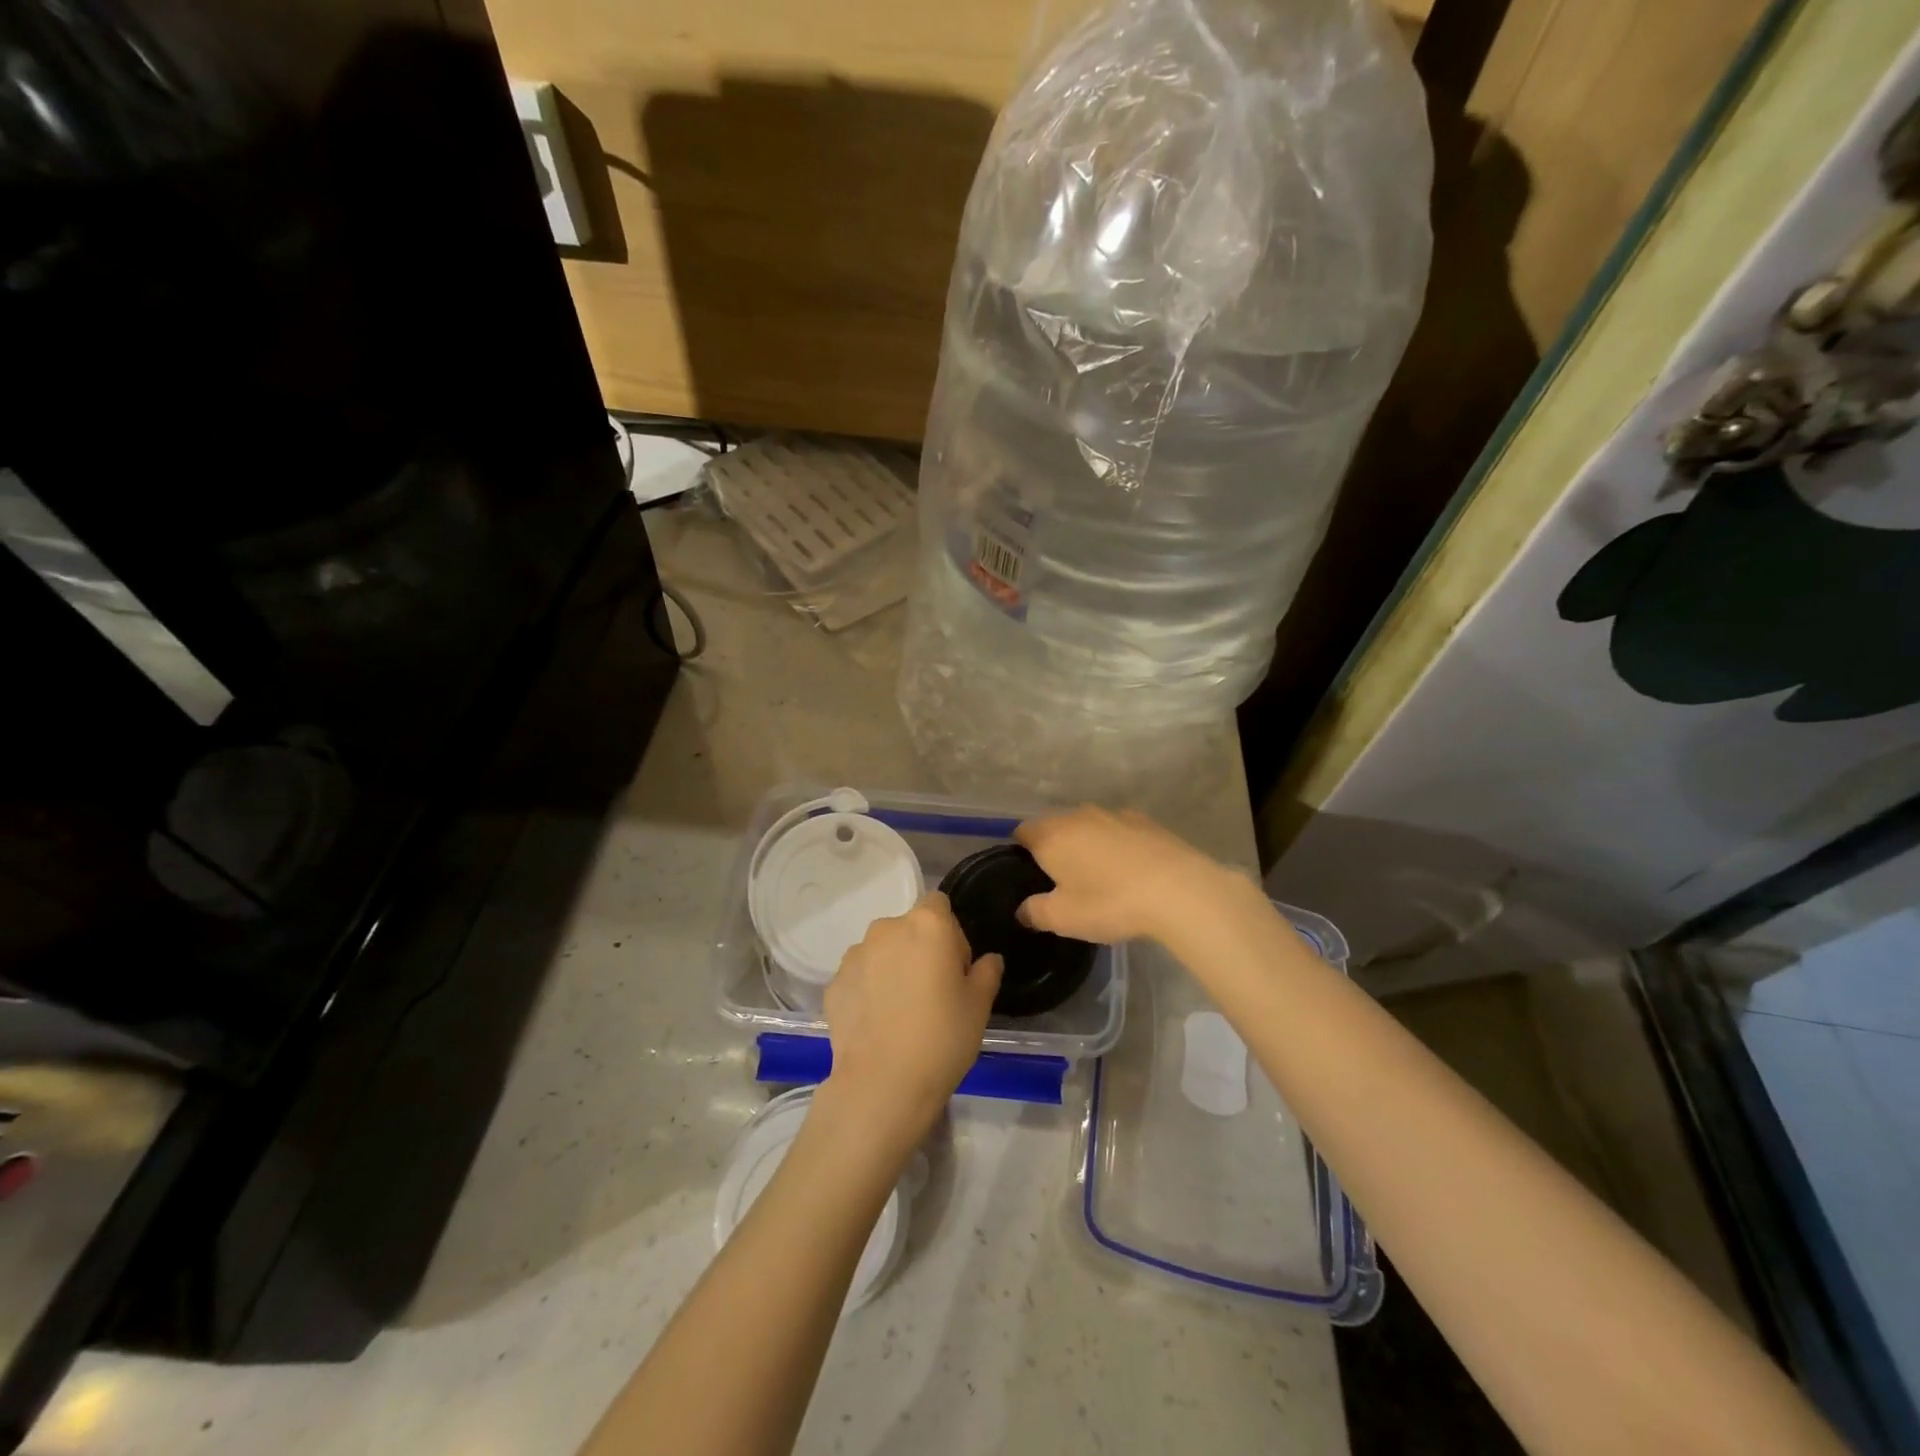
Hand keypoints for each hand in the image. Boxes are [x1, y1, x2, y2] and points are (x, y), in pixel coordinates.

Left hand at [821, 892, 1001, 1142]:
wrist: (882, 1084)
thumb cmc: (942, 1037)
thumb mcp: (980, 1005)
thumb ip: (987, 971)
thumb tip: (988, 960)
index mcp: (927, 924)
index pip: (939, 905)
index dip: (951, 933)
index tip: (955, 968)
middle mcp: (886, 928)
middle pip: (909, 928)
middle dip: (920, 949)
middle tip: (932, 992)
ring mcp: (855, 955)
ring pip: (882, 951)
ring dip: (892, 968)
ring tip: (900, 1011)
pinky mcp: (833, 983)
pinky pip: (860, 976)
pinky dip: (869, 990)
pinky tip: (878, 1024)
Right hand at [1015, 806, 1234, 944]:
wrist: (1178, 890)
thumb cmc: (1109, 902)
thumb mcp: (1063, 919)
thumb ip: (1035, 912)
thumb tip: (1022, 910)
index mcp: (1051, 836)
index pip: (1023, 831)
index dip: (1021, 851)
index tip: (1029, 875)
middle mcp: (1077, 816)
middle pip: (1055, 826)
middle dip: (1055, 847)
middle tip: (1063, 881)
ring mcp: (1113, 814)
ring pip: (1088, 826)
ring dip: (1087, 844)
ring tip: (1099, 876)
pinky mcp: (1144, 820)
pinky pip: (1118, 830)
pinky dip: (1116, 844)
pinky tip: (1129, 869)